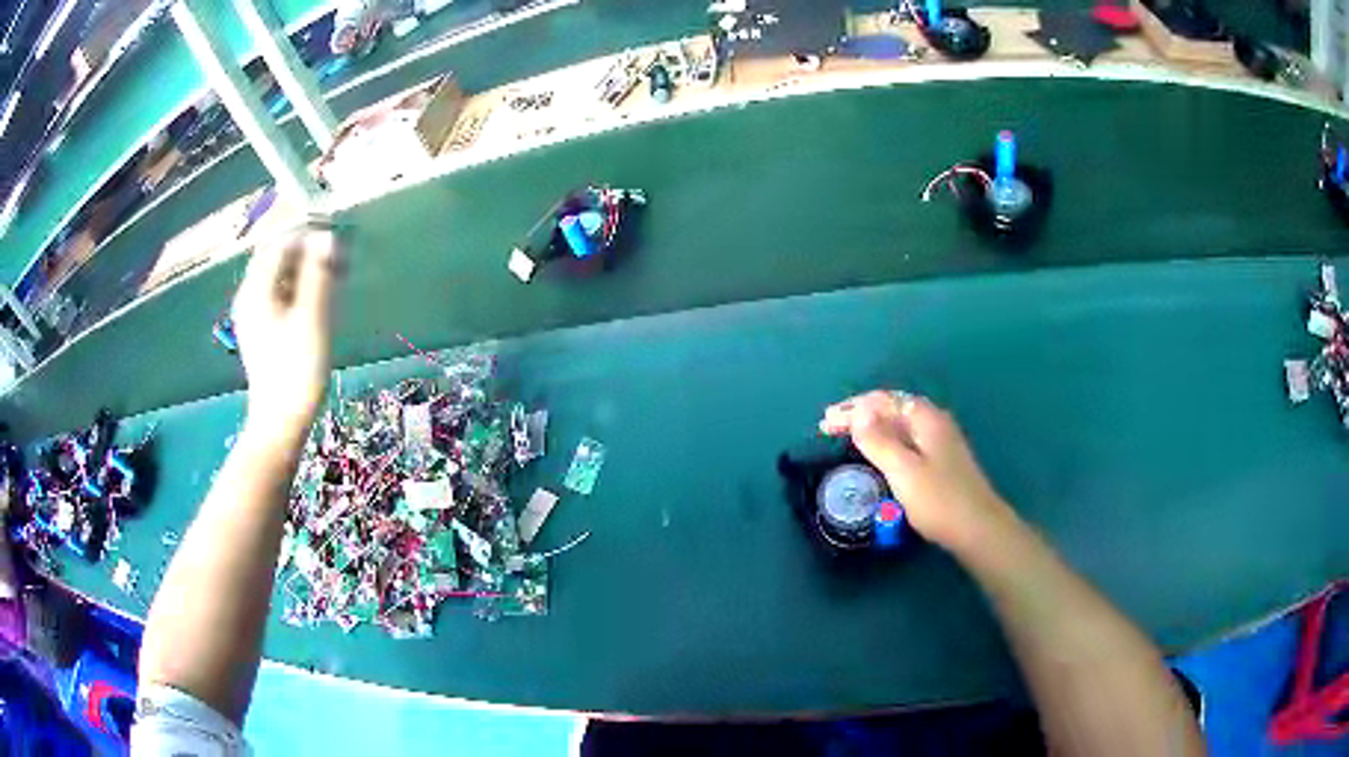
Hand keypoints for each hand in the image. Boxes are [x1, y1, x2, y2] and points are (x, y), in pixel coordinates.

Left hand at [232, 226, 342, 436]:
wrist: (280, 420)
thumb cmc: (297, 370)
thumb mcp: (312, 318)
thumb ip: (319, 274)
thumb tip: (328, 237)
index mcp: (257, 289)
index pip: (281, 242)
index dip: (309, 234)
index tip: (338, 240)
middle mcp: (249, 295)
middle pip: (276, 255)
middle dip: (305, 248)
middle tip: (336, 255)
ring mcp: (253, 313)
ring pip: (278, 273)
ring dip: (304, 266)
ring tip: (332, 274)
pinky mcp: (261, 328)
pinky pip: (278, 292)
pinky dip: (298, 284)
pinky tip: (316, 297)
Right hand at [820, 391, 1012, 551]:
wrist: (977, 528)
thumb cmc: (939, 499)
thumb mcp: (903, 470)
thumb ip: (879, 440)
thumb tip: (858, 412)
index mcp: (926, 418)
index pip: (883, 401)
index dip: (852, 408)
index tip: (826, 421)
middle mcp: (934, 423)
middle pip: (891, 409)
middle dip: (859, 415)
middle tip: (829, 427)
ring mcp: (939, 442)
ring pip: (899, 426)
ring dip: (871, 428)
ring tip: (846, 437)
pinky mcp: (940, 461)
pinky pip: (906, 441)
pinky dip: (884, 442)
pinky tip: (876, 453)